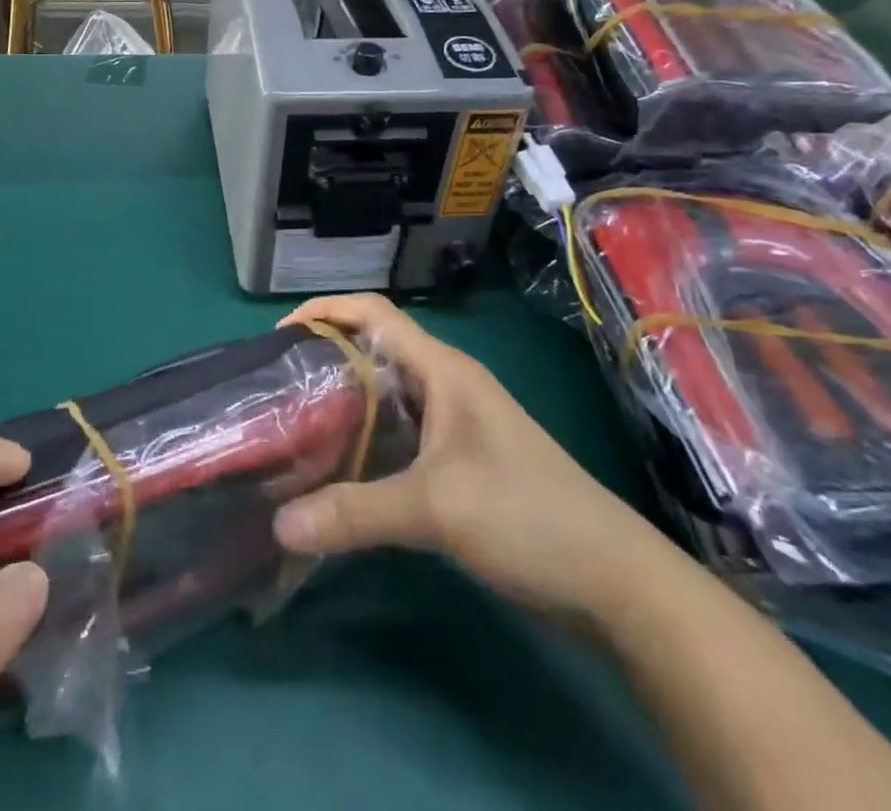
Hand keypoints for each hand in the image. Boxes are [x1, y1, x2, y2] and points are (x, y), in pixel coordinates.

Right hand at [271, 296, 678, 624]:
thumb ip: (354, 512)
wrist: (615, 581)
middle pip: (373, 351)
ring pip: (384, 396)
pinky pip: (398, 434)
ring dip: (342, 404)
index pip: (373, 313)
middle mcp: (445, 384)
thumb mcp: (436, 509)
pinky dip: (364, 441)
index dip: (324, 310)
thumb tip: (277, 523)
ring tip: (294, 426)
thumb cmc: (527, 517)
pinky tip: (338, 469)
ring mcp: (454, 423)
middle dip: (324, 360)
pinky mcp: (458, 461)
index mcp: (442, 370)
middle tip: (275, 389)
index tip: (278, 337)